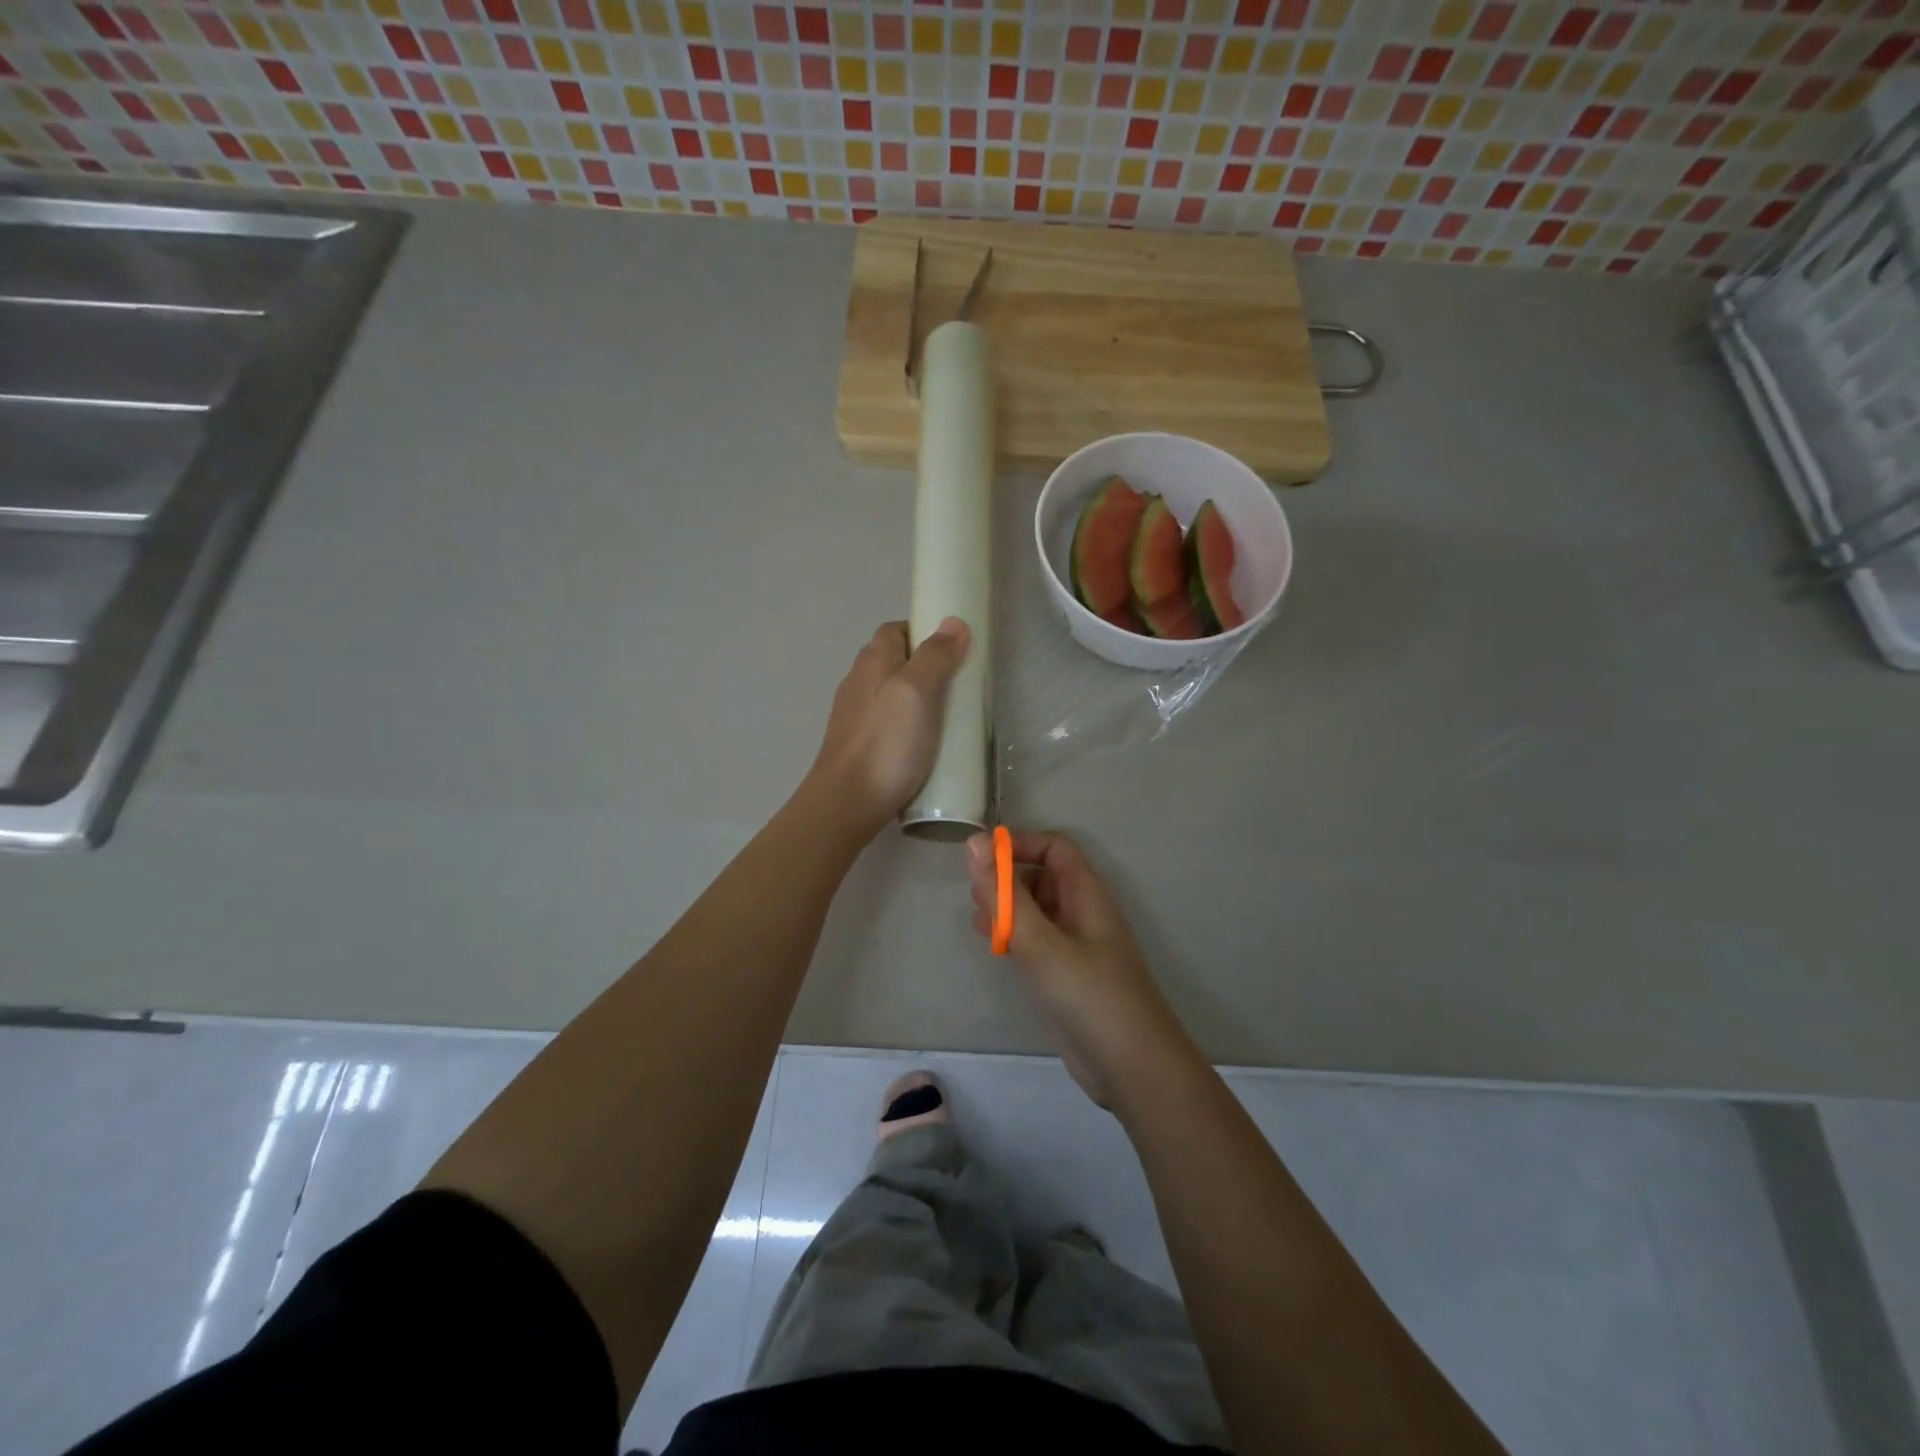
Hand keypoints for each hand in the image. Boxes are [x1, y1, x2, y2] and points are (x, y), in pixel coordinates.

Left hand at [811, 618, 970, 834]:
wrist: (846, 803)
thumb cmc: (886, 744)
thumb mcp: (917, 692)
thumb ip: (935, 657)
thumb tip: (953, 622)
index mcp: (871, 662)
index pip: (894, 630)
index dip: (923, 632)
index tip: (953, 650)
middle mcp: (857, 682)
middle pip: (892, 660)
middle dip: (923, 666)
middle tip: (956, 685)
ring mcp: (854, 716)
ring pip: (888, 693)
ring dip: (915, 698)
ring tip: (944, 716)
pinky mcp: (857, 745)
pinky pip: (885, 722)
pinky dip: (905, 724)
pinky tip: (921, 744)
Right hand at [965, 829, 1194, 1107]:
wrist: (1133, 1068)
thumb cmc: (1089, 995)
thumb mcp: (1040, 942)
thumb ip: (1004, 894)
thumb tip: (973, 842)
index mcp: (1086, 892)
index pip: (1053, 847)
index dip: (1018, 844)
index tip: (980, 859)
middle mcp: (1082, 911)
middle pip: (1042, 875)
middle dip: (1007, 876)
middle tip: (974, 894)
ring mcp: (1075, 944)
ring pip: (1036, 909)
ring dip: (1006, 906)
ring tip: (977, 918)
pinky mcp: (1066, 974)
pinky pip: (1036, 939)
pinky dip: (1012, 934)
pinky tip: (991, 943)